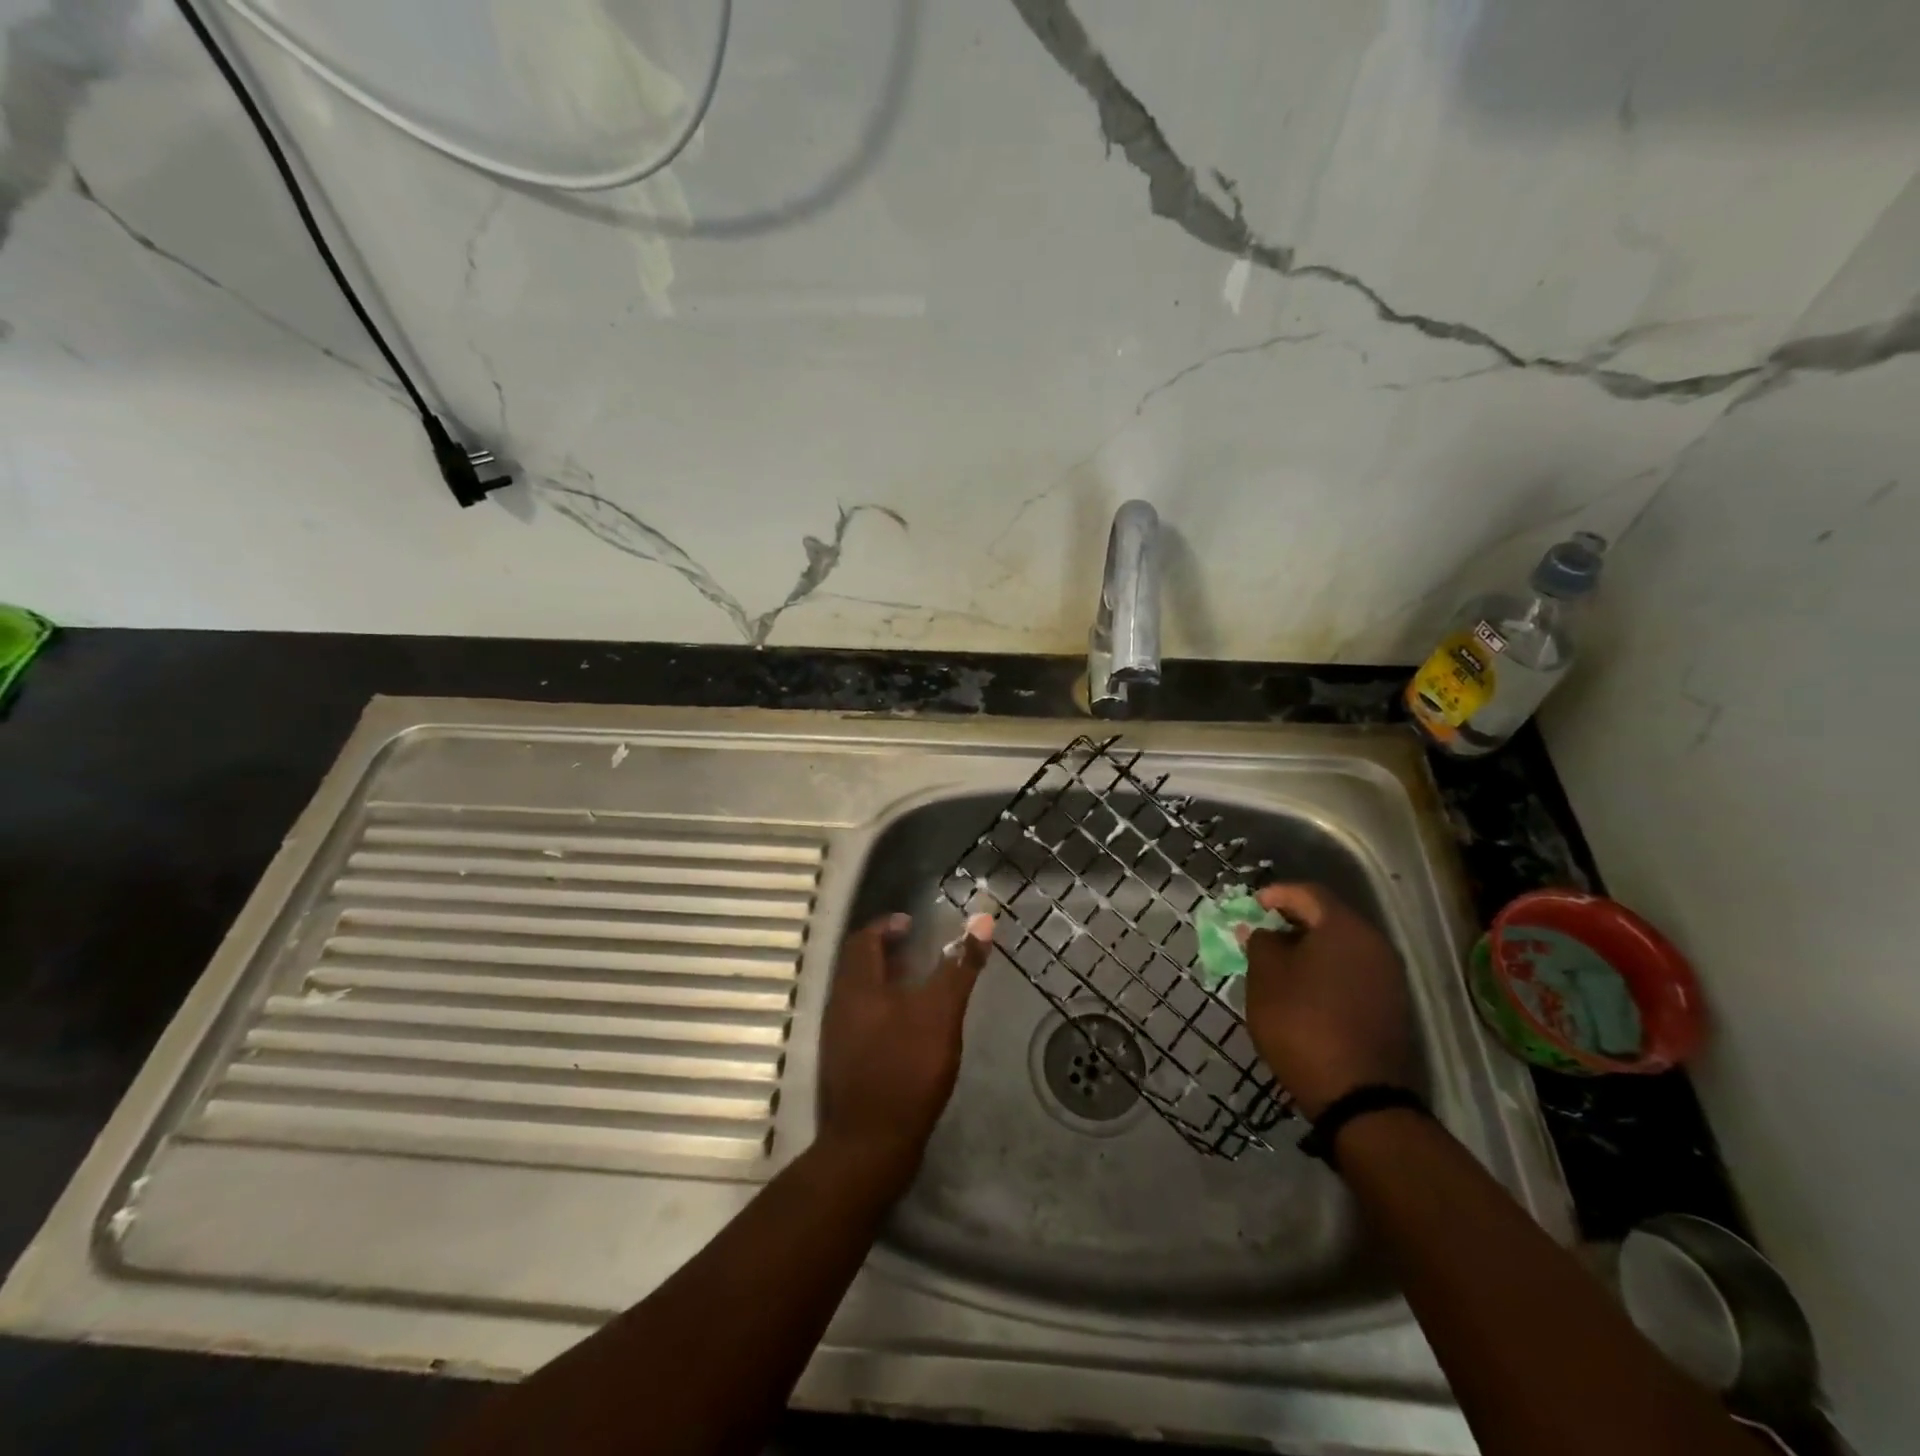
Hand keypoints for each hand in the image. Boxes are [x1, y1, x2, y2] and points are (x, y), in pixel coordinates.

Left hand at [816, 912, 992, 1180]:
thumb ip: (960, 966)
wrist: (870, 1144)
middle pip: (859, 965)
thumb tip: (981, 919)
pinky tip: (910, 1029)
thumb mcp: (940, 1013)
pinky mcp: (846, 1065)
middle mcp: (840, 1006)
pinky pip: (863, 1021)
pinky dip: (884, 1010)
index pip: (863, 938)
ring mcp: (839, 1038)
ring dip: (886, 981)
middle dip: (887, 952)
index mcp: (857, 986)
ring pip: (860, 995)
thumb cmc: (906, 1068)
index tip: (912, 923)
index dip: (887, 925)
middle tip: (918, 950)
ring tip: (919, 986)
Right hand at [1243, 884, 1414, 1120]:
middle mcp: (1374, 944)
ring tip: (1279, 962)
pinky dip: (1326, 970)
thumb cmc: (1301, 1022)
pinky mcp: (1391, 1006)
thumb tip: (1262, 931)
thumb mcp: (1265, 977)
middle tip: (1262, 932)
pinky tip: (1304, 988)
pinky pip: (1352, 972)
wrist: (1357, 1094)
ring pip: (1342, 947)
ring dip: (1310, 948)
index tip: (1253, 905)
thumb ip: (1260, 942)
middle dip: (1292, 921)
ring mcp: (1388, 977)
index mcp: (1344, 928)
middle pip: (1329, 918)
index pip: (1308, 893)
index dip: (1277, 894)